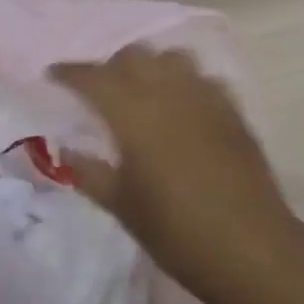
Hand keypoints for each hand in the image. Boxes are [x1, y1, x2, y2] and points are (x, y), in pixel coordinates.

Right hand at [51, 47, 299, 298]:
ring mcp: (206, 97)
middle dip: (110, 66)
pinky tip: (182, 107)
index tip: (53, 75)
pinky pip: (203, 78)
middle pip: (134, 56)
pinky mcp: (233, 109)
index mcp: (134, 113)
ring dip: (151, 67)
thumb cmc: (176, 232)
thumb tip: (63, 150)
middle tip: (98, 90)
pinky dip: (185, 82)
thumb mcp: (122, 205)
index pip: (94, 77)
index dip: (70, 73)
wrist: (250, 247)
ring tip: (141, 91)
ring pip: (172, 57)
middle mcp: (169, 91)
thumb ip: (89, 171)